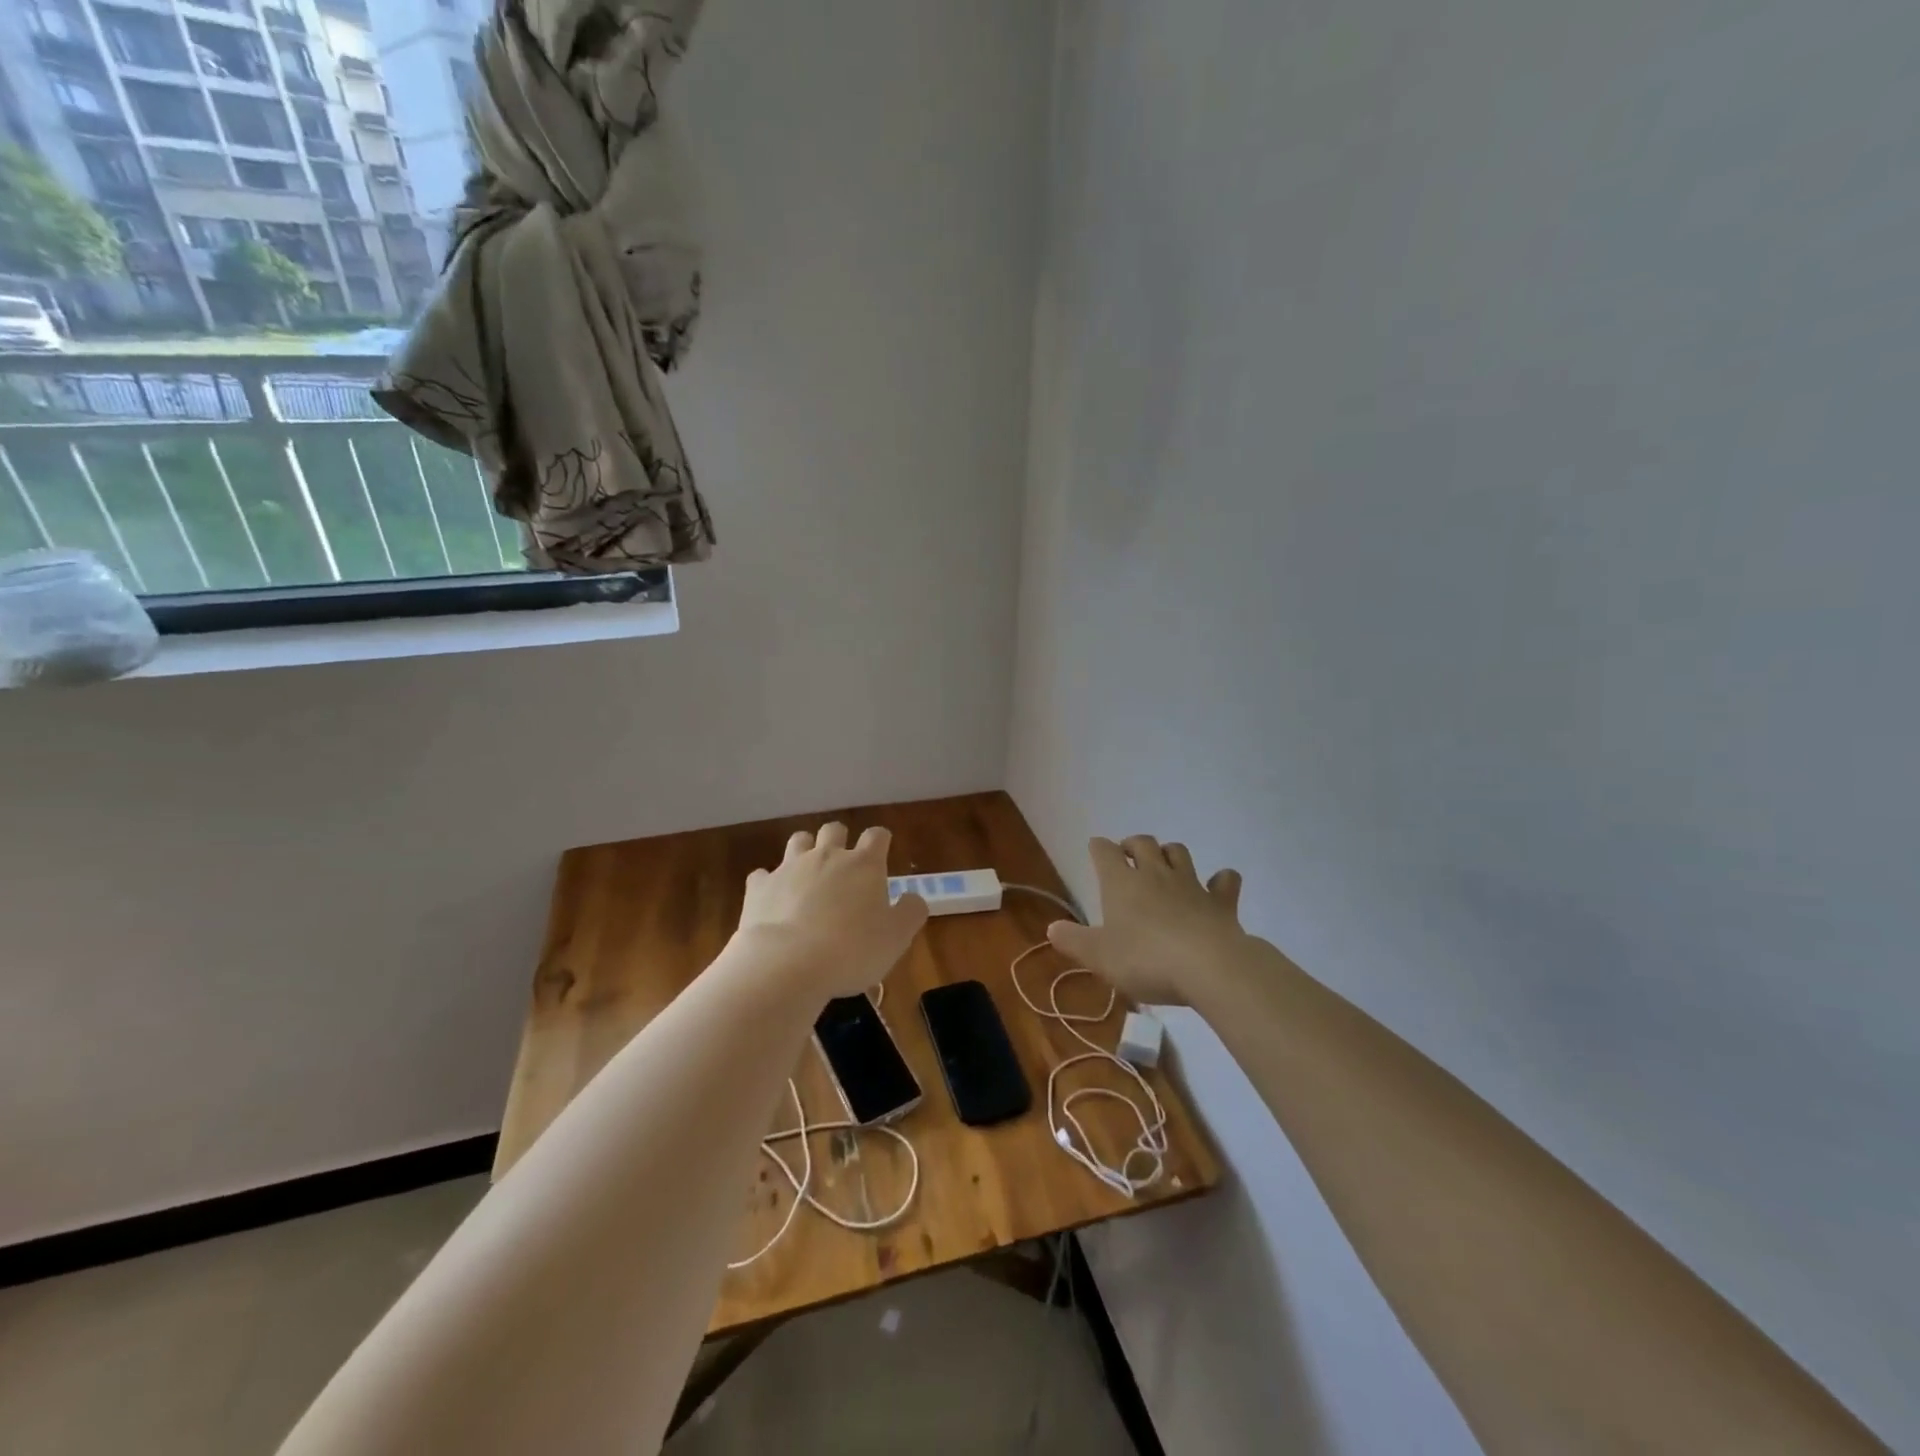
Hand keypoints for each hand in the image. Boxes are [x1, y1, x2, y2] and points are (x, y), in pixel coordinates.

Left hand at [734, 823, 928, 999]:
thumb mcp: (897, 937)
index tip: (882, 854)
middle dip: (839, 839)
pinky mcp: (759, 887)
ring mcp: (789, 868)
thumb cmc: (852, 950)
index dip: (880, 841)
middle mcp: (827, 856)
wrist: (786, 964)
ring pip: (798, 841)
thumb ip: (911, 912)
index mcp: (863, 864)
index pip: (876, 836)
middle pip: (833, 830)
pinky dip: (769, 883)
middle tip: (843, 865)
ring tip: (808, 874)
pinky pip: (762, 875)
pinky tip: (773, 900)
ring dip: (804, 851)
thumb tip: (912, 898)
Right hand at [1047, 836, 1245, 1003]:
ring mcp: (1191, 885)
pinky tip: (1219, 884)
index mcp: (1121, 883)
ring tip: (1165, 863)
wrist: (1208, 967)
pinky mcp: (1220, 903)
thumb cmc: (1145, 959)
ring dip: (1170, 853)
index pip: (1104, 852)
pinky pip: (1224, 882)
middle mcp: (1155, 875)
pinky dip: (1221, 880)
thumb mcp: (1099, 956)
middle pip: (1144, 843)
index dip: (1098, 848)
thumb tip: (1051, 929)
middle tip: (1128, 854)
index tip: (1096, 849)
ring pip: (1179, 853)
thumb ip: (1073, 941)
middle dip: (1133, 844)